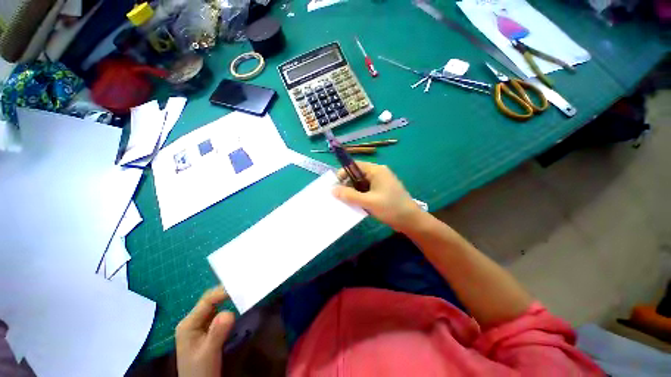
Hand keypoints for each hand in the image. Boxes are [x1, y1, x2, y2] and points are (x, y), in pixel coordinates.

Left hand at [175, 286, 234, 376]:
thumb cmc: (201, 371)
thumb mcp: (209, 352)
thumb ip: (217, 332)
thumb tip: (230, 312)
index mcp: (188, 324)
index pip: (206, 301)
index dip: (222, 292)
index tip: (240, 288)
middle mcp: (193, 320)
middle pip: (210, 301)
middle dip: (225, 293)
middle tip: (244, 286)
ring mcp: (200, 325)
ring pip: (215, 306)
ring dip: (228, 298)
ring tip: (243, 291)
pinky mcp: (207, 329)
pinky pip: (218, 313)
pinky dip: (228, 307)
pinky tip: (237, 304)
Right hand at [333, 161, 422, 231]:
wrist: (411, 221)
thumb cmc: (391, 208)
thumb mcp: (368, 201)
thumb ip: (349, 195)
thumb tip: (332, 189)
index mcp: (376, 170)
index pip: (354, 166)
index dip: (343, 174)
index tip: (335, 186)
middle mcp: (378, 173)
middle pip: (357, 175)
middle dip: (347, 185)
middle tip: (339, 197)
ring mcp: (380, 183)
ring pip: (361, 184)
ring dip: (353, 192)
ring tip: (345, 202)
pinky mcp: (381, 191)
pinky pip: (366, 190)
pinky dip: (359, 196)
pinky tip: (355, 204)